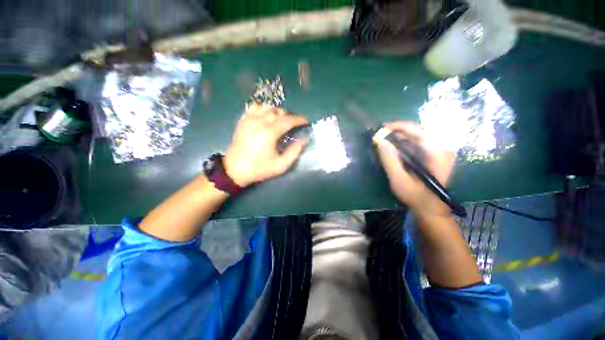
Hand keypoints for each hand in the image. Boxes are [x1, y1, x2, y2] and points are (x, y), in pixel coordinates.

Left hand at [223, 104, 307, 186]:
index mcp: (269, 133)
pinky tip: (266, 117)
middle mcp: (259, 122)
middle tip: (293, 124)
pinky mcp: (242, 120)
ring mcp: (249, 119)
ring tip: (280, 120)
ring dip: (276, 112)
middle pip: (278, 111)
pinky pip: (254, 107)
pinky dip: (263, 109)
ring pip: (267, 107)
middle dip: (289, 116)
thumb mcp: (280, 166)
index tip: (305, 121)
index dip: (299, 119)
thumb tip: (303, 140)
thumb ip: (294, 152)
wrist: (235, 170)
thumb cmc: (259, 169)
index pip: (288, 120)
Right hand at [375, 122, 455, 218]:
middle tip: (383, 133)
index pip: (419, 131)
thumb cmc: (415, 196)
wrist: (430, 208)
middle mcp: (443, 148)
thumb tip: (380, 141)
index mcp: (438, 153)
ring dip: (403, 134)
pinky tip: (397, 145)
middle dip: (399, 129)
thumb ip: (389, 160)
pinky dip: (407, 141)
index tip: (382, 128)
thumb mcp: (399, 179)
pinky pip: (421, 141)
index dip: (399, 126)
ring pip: (420, 134)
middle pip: (420, 130)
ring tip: (387, 138)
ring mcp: (441, 151)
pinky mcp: (436, 154)